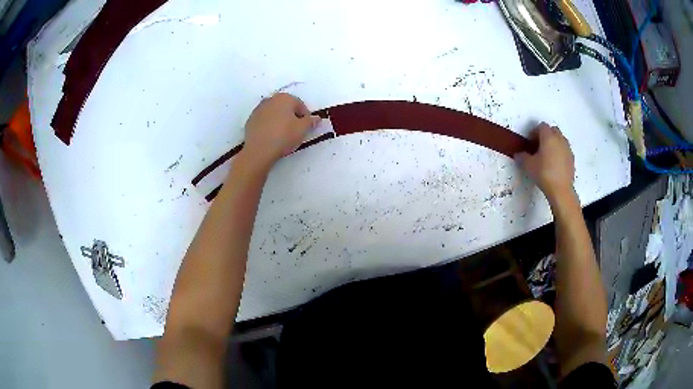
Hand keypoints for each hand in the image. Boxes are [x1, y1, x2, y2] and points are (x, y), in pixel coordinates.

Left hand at [242, 93, 320, 168]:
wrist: (259, 150)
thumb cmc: (284, 136)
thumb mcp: (302, 130)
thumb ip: (311, 122)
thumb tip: (317, 118)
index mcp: (284, 98)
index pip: (300, 105)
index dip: (305, 117)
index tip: (305, 128)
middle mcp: (270, 99)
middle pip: (285, 107)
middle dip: (291, 117)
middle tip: (295, 131)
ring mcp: (258, 109)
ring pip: (274, 113)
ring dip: (279, 120)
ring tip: (282, 135)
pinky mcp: (250, 120)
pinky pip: (264, 121)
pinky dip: (268, 126)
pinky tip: (271, 137)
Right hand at [515, 123, 574, 202]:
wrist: (561, 190)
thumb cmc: (544, 174)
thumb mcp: (528, 165)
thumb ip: (522, 156)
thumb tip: (519, 154)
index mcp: (548, 136)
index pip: (541, 126)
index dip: (534, 132)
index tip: (530, 142)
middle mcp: (559, 139)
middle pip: (552, 130)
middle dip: (545, 135)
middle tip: (538, 147)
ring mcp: (567, 148)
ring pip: (560, 139)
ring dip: (553, 143)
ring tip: (547, 156)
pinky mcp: (572, 158)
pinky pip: (564, 150)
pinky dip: (559, 152)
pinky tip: (554, 164)